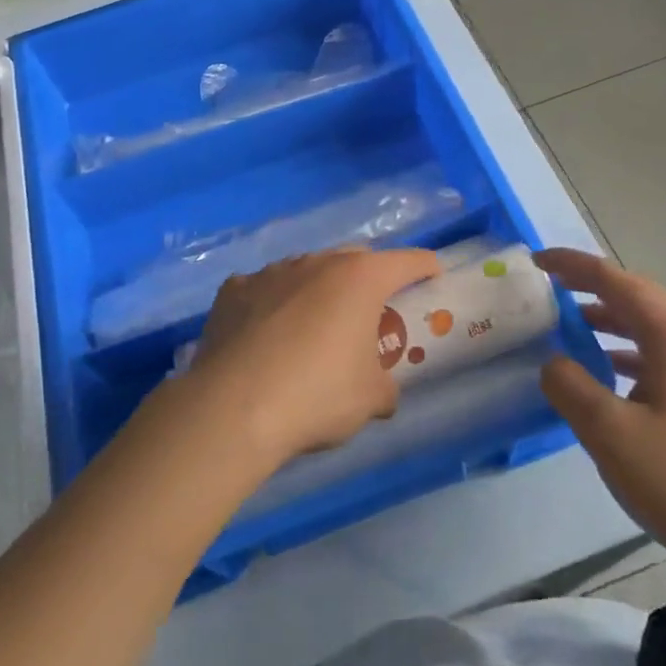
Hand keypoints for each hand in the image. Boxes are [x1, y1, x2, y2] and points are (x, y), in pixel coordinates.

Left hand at [183, 247, 441, 472]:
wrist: (233, 406)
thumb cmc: (317, 395)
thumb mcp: (371, 399)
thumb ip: (385, 386)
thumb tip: (383, 391)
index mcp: (359, 278)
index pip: (407, 261)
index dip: (425, 267)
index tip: (433, 275)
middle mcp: (316, 262)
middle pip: (354, 259)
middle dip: (368, 278)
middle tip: (371, 310)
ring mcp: (271, 271)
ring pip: (305, 271)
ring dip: (317, 290)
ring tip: (314, 326)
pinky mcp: (233, 289)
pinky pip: (263, 289)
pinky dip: (272, 304)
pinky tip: (265, 334)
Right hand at [535, 247, 665, 593]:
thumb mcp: (611, 433)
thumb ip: (571, 387)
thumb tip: (554, 362)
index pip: (617, 282)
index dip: (574, 266)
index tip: (537, 260)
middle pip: (638, 300)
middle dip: (593, 289)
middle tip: (551, 288)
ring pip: (652, 332)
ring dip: (610, 324)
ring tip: (572, 331)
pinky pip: (663, 362)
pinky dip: (628, 356)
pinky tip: (610, 382)